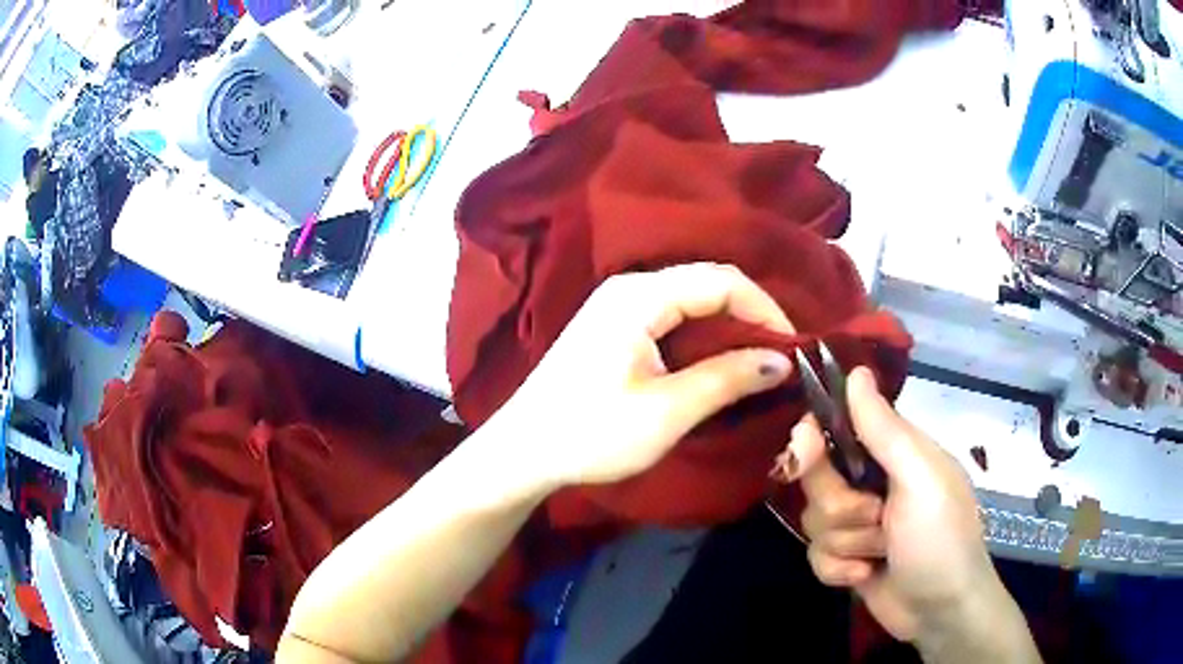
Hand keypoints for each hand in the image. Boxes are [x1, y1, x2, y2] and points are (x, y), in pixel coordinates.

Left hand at [491, 263, 794, 487]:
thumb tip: (783, 360)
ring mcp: (617, 304)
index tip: (793, 348)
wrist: (524, 451)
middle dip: (750, 315)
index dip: (765, 309)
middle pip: (707, 284)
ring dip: (728, 327)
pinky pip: (672, 316)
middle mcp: (629, 287)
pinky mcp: (614, 326)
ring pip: (691, 300)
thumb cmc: (591, 433)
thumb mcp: (668, 411)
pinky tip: (718, 361)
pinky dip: (703, 335)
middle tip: (780, 356)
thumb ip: (728, 378)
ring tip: (758, 361)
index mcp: (639, 296)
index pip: (721, 281)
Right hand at [795, 368, 1017, 645]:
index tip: (803, 451)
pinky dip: (838, 570)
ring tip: (881, 553)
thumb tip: (855, 371)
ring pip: (814, 522)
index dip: (814, 437)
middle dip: (841, 507)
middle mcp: (873, 483)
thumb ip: (884, 429)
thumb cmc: (940, 538)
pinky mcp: (847, 559)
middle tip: (875, 517)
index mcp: (895, 453)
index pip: (839, 427)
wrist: (941, 611)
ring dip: (847, 543)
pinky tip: (865, 575)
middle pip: (817, 480)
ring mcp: (859, 524)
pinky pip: (815, 557)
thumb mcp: (919, 479)